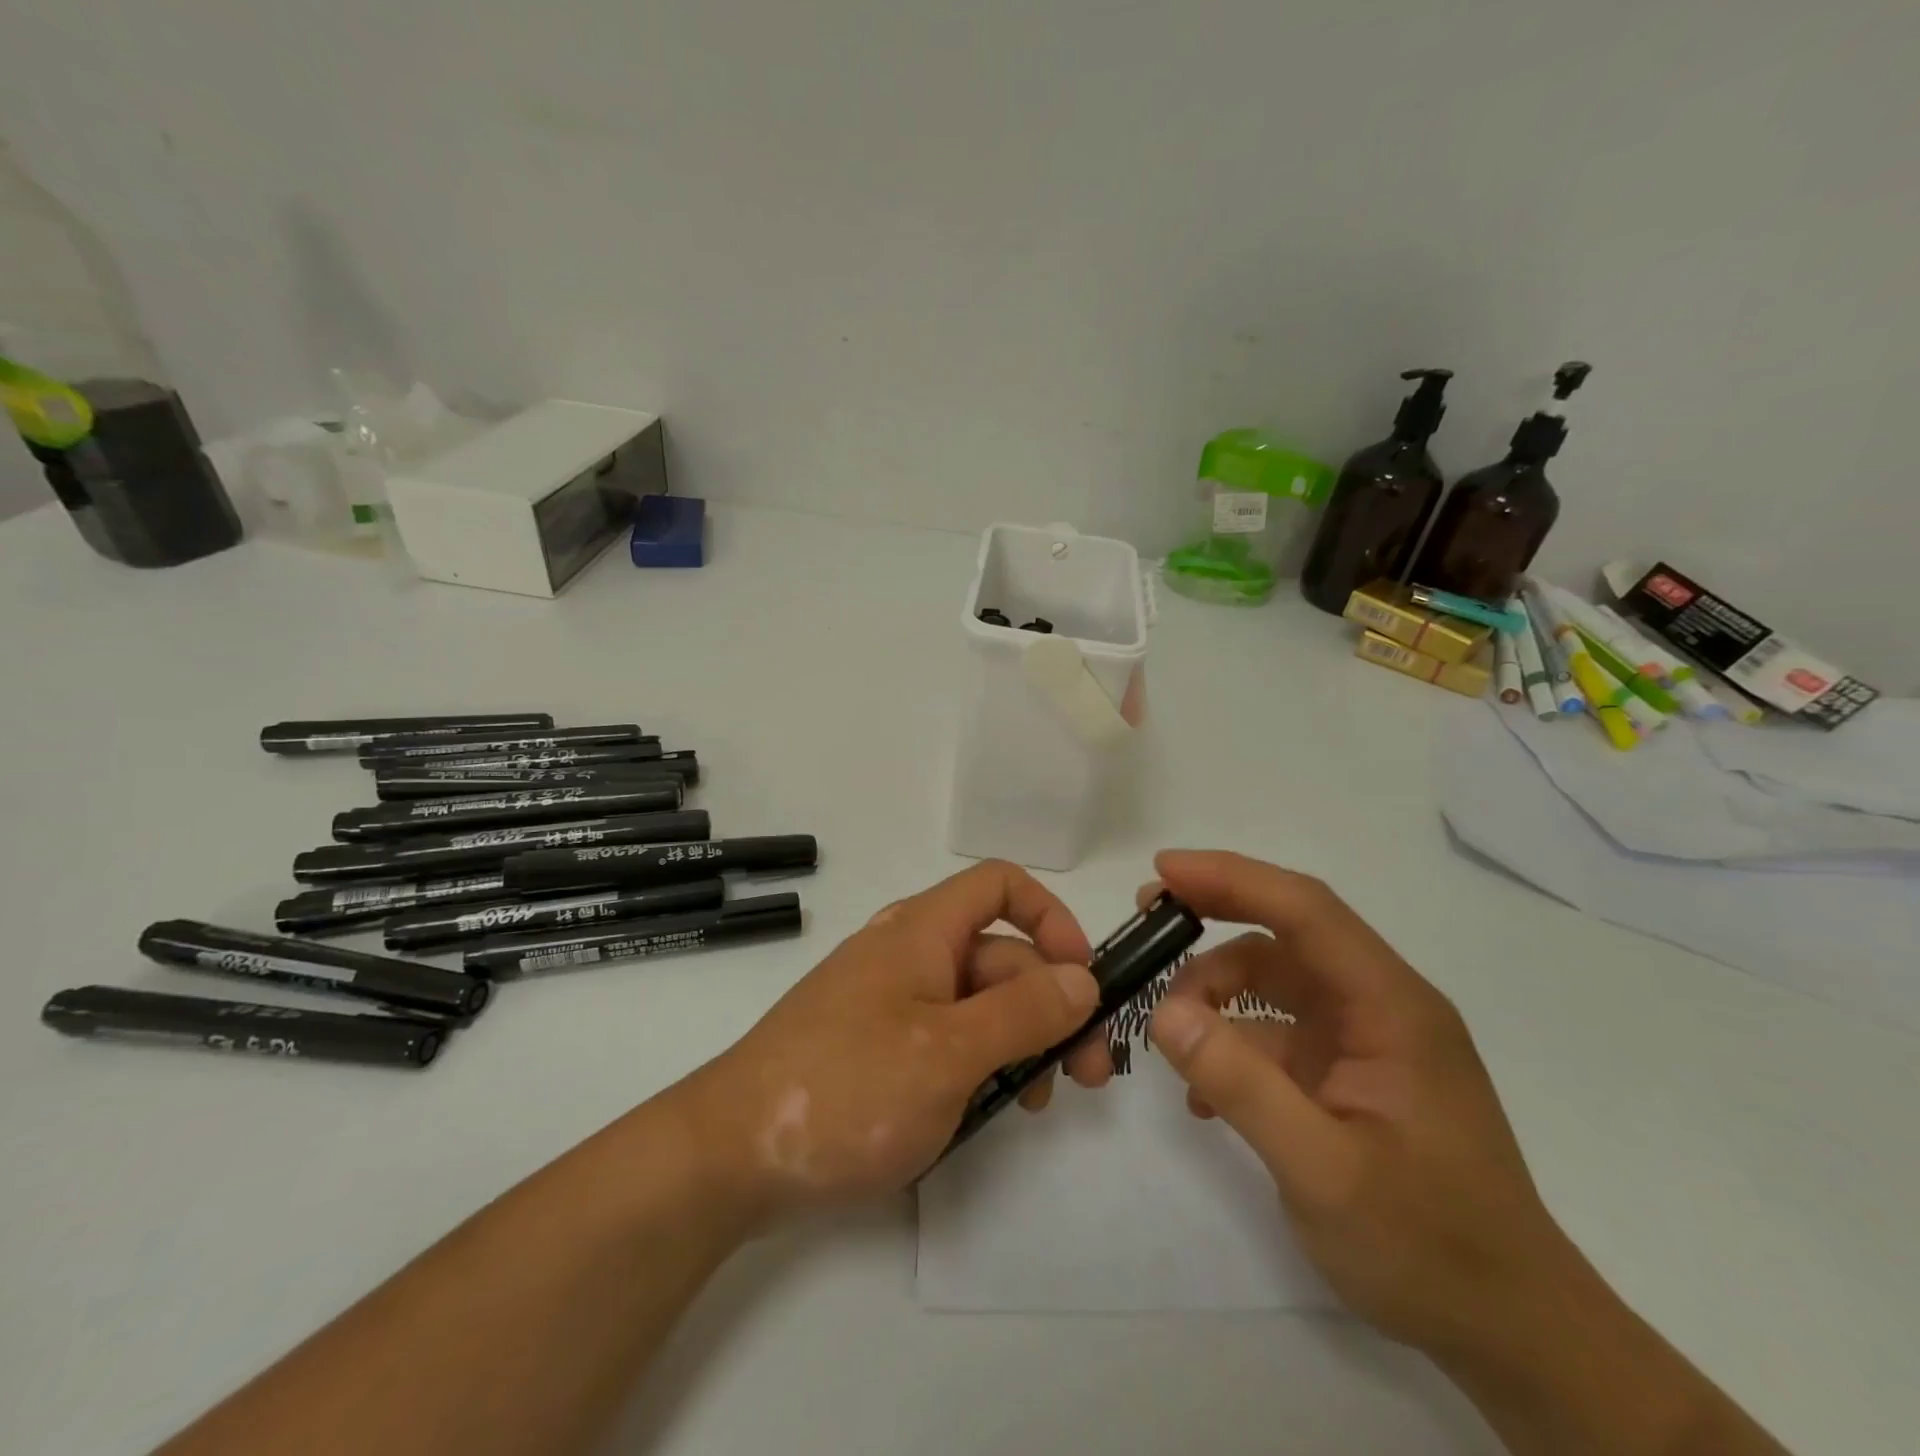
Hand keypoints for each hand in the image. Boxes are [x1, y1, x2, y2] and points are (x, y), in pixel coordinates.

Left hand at [670, 860, 1110, 1225]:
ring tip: (1036, 1101)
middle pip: (998, 954)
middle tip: (1089, 1073)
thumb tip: (1083, 979)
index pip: (999, 885)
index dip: (1050, 917)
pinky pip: (945, 1038)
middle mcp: (909, 954)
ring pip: (976, 1002)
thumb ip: (1023, 1012)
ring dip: (1020, 1040)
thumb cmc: (847, 1089)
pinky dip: (979, 1063)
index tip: (1083, 977)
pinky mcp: (877, 1046)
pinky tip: (988, 1111)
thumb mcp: (948, 1052)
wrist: (730, 1155)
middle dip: (1051, 1003)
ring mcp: (891, 1002)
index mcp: (923, 931)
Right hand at [1142, 850, 1575, 1359]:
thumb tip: (1164, 1012)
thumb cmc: (1429, 1246)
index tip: (1164, 870)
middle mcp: (1380, 1005)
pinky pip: (1276, 1033)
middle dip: (1214, 917)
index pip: (1305, 911)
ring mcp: (1364, 1039)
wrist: (1510, 1331)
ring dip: (1215, 993)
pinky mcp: (1348, 1072)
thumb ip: (1241, 1084)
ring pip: (1274, 981)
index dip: (1232, 878)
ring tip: (1170, 1037)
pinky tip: (1203, 1095)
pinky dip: (1232, 1043)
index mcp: (1391, 1006)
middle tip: (1148, 920)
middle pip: (1286, 934)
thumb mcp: (1322, 1171)